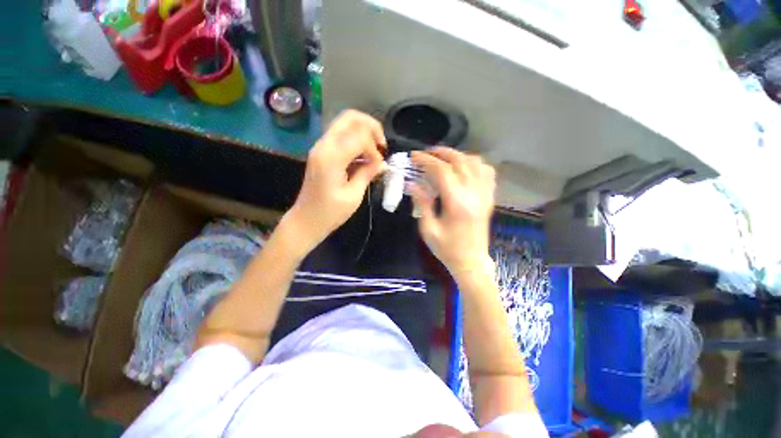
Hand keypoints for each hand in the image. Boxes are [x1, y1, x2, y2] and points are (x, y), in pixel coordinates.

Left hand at [286, 110, 386, 249]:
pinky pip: (341, 136)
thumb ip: (368, 174)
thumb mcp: (353, 196)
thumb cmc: (330, 213)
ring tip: (375, 152)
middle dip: (371, 127)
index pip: (360, 136)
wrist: (306, 220)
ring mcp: (321, 147)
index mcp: (331, 157)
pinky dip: (356, 140)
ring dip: (364, 133)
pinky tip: (364, 157)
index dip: (374, 149)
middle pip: (350, 118)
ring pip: (345, 124)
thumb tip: (383, 163)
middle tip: (382, 146)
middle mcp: (324, 145)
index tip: (379, 166)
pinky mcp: (322, 152)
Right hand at [410, 147, 495, 279]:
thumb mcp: (428, 229)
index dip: (426, 160)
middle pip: (459, 161)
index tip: (413, 157)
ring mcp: (484, 195)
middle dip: (440, 153)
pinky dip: (474, 163)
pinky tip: (464, 166)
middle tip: (425, 154)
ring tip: (442, 157)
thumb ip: (422, 203)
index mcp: (457, 203)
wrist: (471, 262)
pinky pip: (486, 172)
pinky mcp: (489, 198)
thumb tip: (412, 184)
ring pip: (474, 163)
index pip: (442, 171)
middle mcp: (474, 194)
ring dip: (457, 155)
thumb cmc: (447, 249)